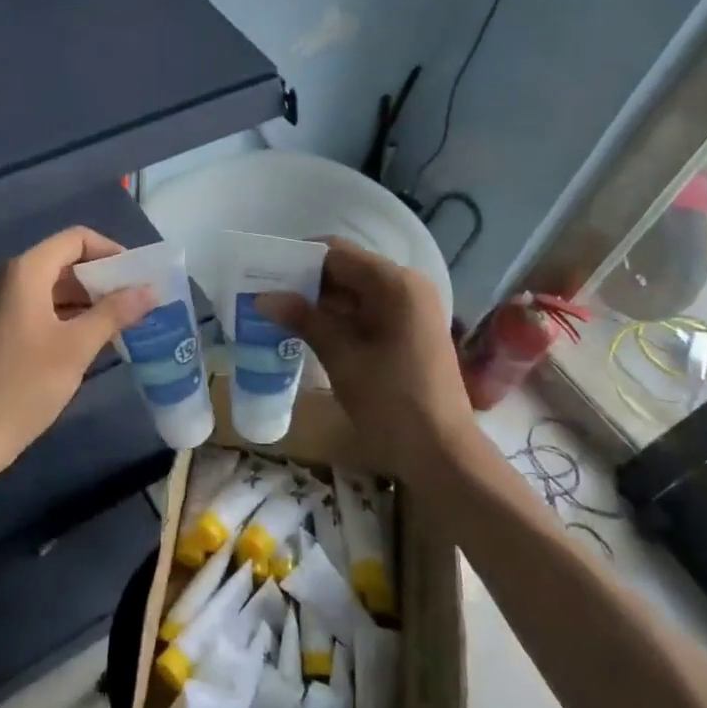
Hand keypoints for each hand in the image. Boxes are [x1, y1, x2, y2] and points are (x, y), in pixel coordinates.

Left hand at [0, 227, 154, 469]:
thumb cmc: (22, 386)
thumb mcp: (76, 348)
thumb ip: (114, 313)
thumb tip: (150, 289)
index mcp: (24, 271)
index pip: (76, 239)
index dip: (111, 252)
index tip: (138, 278)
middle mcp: (6, 277)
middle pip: (63, 261)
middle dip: (101, 279)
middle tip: (135, 304)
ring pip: (49, 287)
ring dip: (84, 300)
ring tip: (119, 324)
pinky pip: (34, 307)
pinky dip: (63, 316)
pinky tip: (86, 342)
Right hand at [257, 238, 488, 487]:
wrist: (442, 454)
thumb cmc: (392, 402)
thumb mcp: (342, 358)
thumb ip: (304, 320)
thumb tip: (263, 298)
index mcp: (395, 284)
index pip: (336, 253)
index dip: (297, 259)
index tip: (263, 272)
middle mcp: (407, 286)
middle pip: (346, 268)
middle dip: (306, 281)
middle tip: (265, 294)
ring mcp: (411, 308)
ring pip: (355, 291)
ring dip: (319, 300)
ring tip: (278, 312)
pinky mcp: (409, 330)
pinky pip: (366, 310)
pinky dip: (338, 317)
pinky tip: (307, 330)